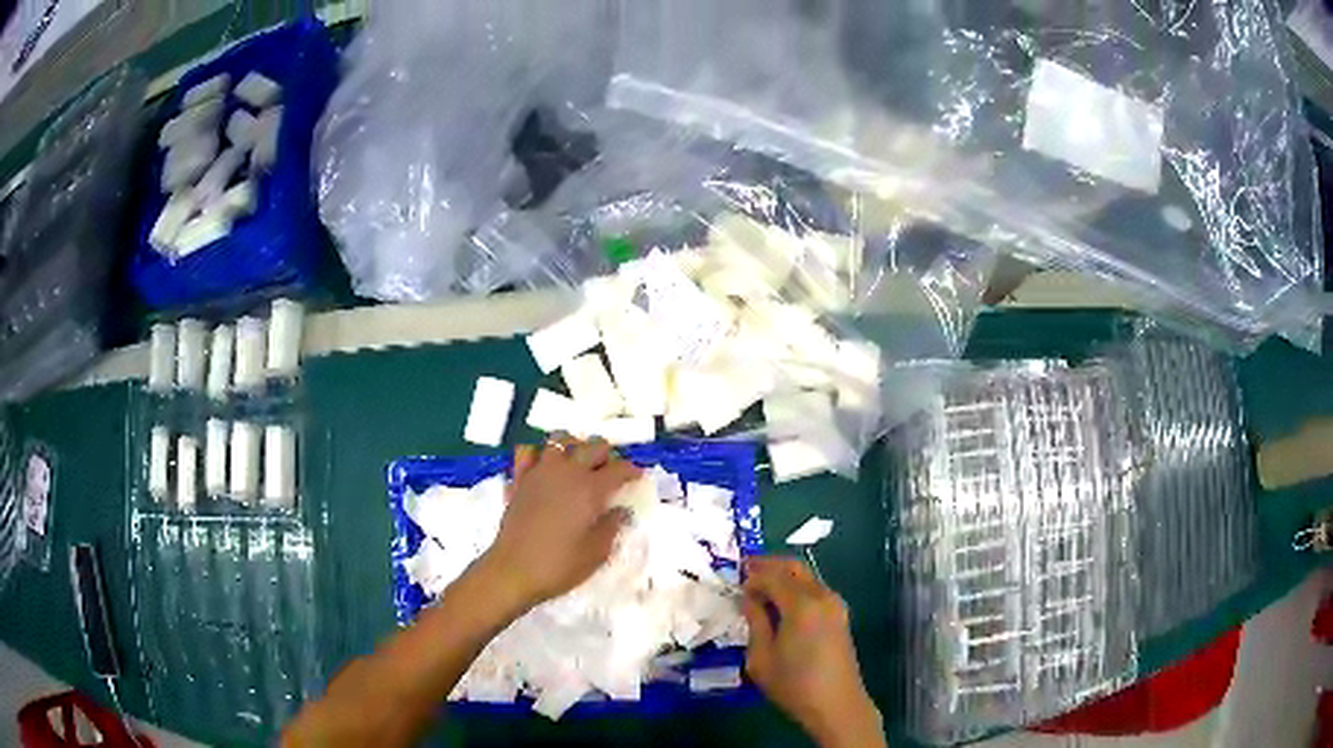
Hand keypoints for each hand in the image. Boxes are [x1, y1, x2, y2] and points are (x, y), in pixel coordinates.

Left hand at [479, 435, 639, 612]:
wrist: (513, 570)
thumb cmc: (560, 565)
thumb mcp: (597, 552)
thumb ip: (612, 526)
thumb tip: (620, 510)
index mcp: (590, 489)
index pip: (618, 469)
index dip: (631, 471)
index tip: (637, 478)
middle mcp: (566, 472)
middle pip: (592, 446)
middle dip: (606, 455)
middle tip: (610, 471)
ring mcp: (540, 472)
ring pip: (560, 440)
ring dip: (574, 446)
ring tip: (578, 463)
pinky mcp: (519, 479)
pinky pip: (528, 452)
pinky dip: (539, 454)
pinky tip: (544, 467)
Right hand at [741, 557, 883, 747]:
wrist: (837, 704)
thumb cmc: (794, 684)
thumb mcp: (761, 657)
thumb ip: (755, 621)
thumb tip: (749, 597)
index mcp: (801, 605)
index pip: (773, 576)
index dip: (752, 575)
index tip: (734, 581)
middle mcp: (822, 596)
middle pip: (794, 567)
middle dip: (769, 565)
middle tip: (746, 570)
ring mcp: (835, 605)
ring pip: (806, 576)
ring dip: (783, 576)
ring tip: (760, 588)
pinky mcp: (840, 616)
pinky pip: (815, 589)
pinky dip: (796, 587)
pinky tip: (781, 603)